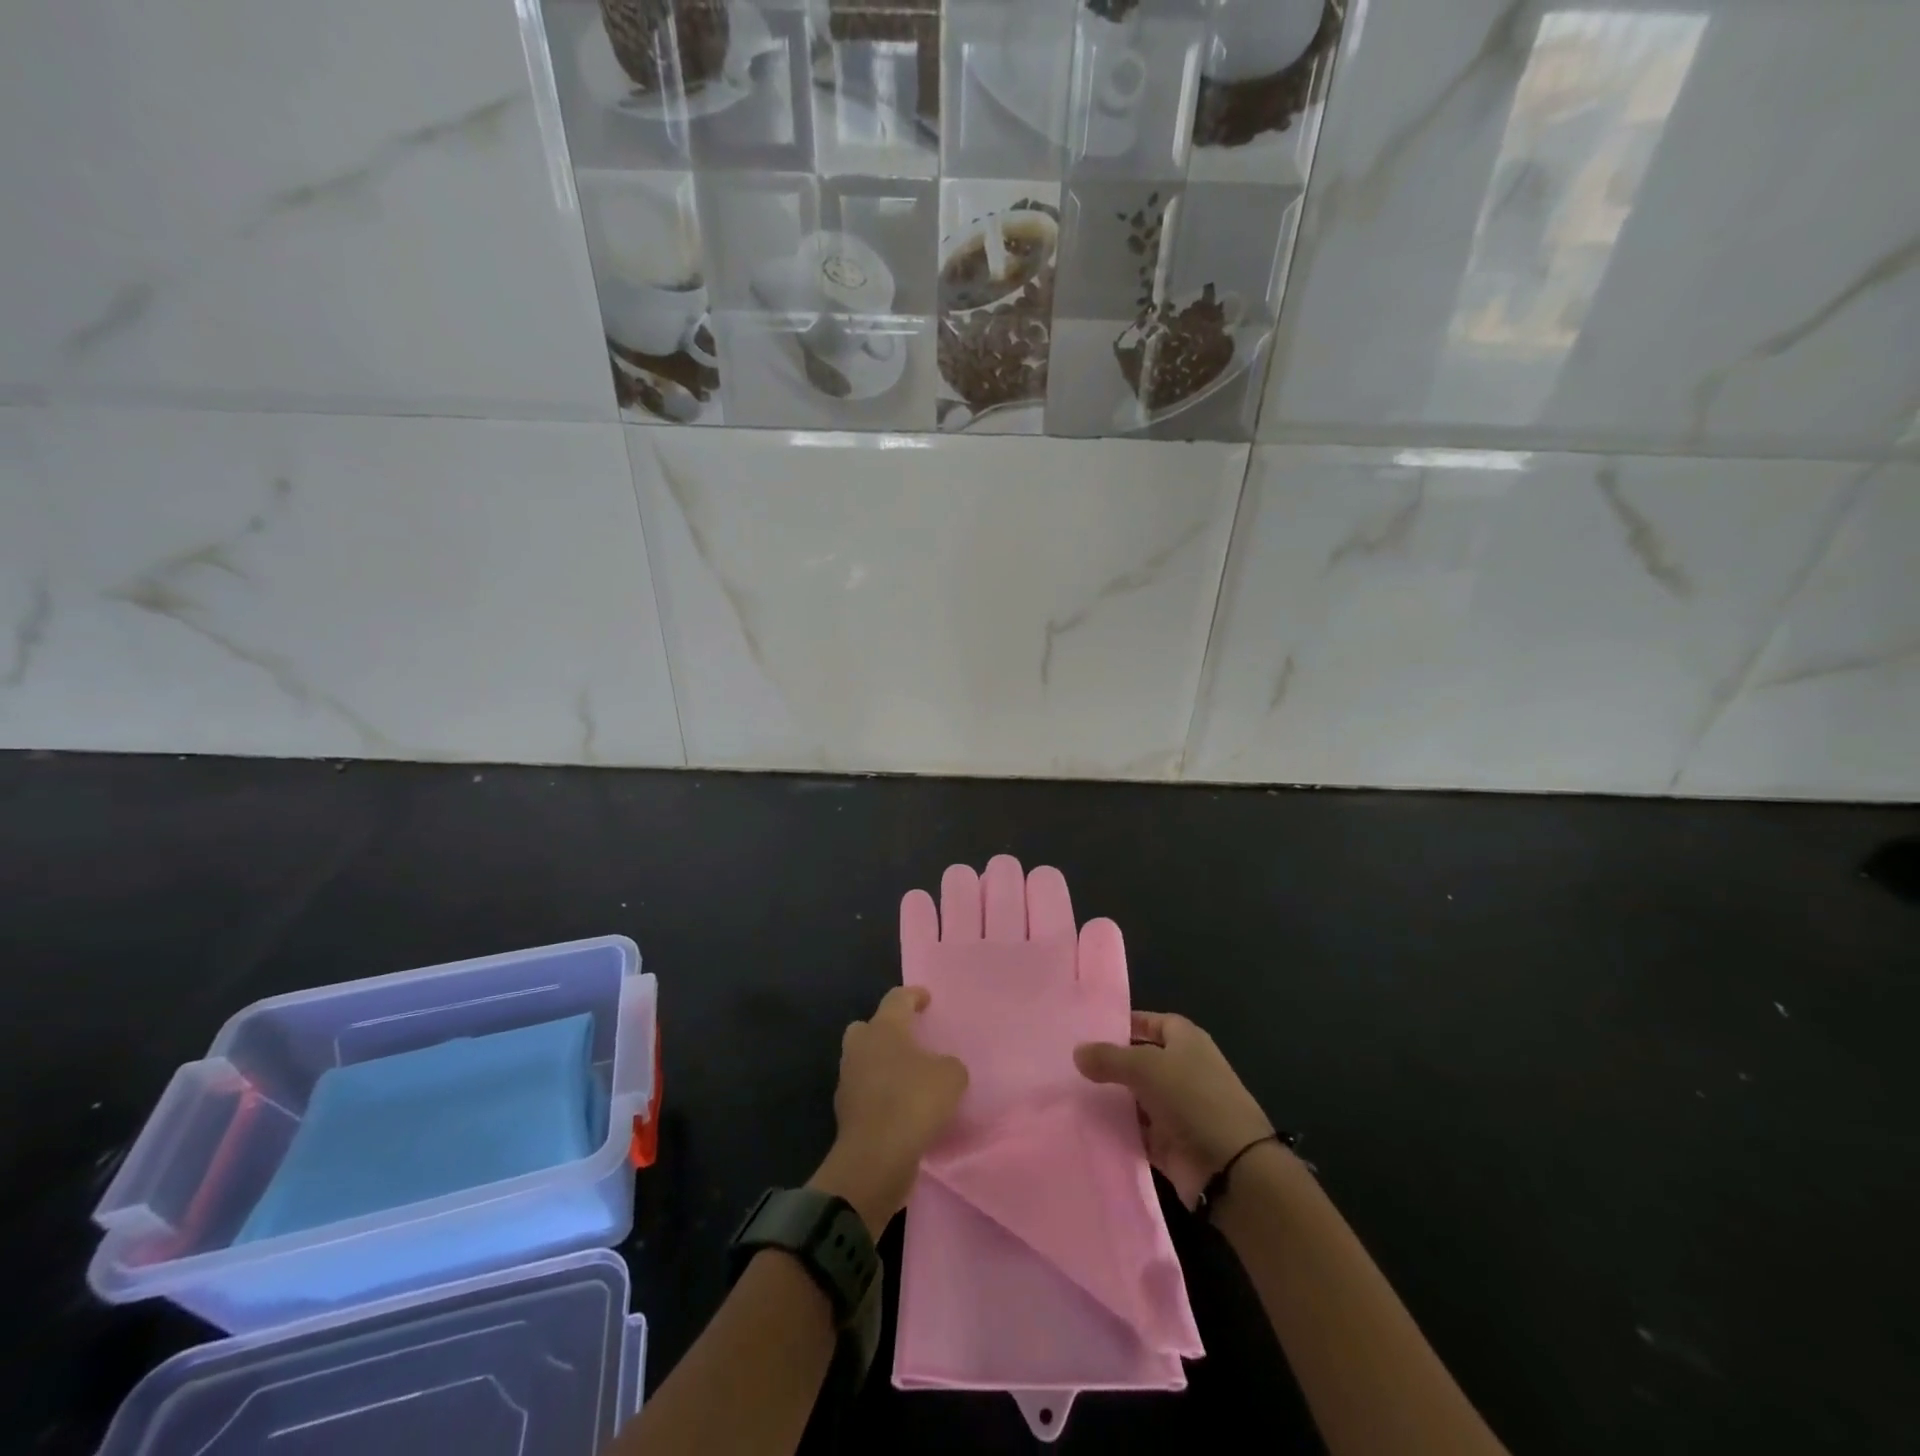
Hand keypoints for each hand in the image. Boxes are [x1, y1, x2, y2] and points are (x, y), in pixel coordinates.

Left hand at [810, 985, 967, 1234]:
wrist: (875, 1158)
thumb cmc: (913, 1102)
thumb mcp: (951, 1077)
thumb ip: (949, 1065)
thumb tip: (941, 1069)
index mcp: (883, 1028)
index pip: (897, 998)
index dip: (913, 995)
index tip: (927, 999)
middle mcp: (860, 1047)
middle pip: (868, 1027)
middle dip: (886, 1030)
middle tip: (909, 1040)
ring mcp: (848, 1080)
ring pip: (864, 1060)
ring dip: (882, 1065)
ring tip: (909, 1077)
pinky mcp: (845, 1112)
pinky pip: (865, 1092)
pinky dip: (879, 1094)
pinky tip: (900, 1107)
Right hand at [1074, 1011, 1273, 1207]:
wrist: (1232, 1169)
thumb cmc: (1192, 1099)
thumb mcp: (1146, 1067)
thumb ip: (1109, 1058)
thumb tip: (1077, 1052)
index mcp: (1186, 1041)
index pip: (1151, 1022)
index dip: (1125, 1024)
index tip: (1089, 1030)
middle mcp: (1183, 1071)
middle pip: (1141, 1061)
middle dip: (1111, 1063)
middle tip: (1070, 1063)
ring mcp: (1177, 1109)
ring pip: (1136, 1098)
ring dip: (1111, 1099)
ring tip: (1070, 1093)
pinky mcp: (1170, 1144)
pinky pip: (1137, 1132)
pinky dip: (1118, 1130)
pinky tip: (1086, 1126)